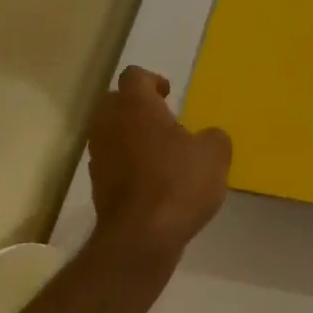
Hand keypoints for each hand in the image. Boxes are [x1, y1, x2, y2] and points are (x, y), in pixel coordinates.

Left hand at [88, 66, 231, 259]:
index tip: (169, 95)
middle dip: (137, 107)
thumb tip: (208, 137)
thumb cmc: (179, 182)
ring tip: (159, 153)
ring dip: (130, 136)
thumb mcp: (215, 155)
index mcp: (135, 105)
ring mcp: (98, 155)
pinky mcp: (97, 184)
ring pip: (111, 132)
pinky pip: (112, 161)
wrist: (142, 236)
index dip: (152, 81)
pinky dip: (127, 164)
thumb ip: (213, 137)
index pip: (134, 76)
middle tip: (164, 121)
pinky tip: (151, 180)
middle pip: (115, 101)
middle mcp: (109, 123)